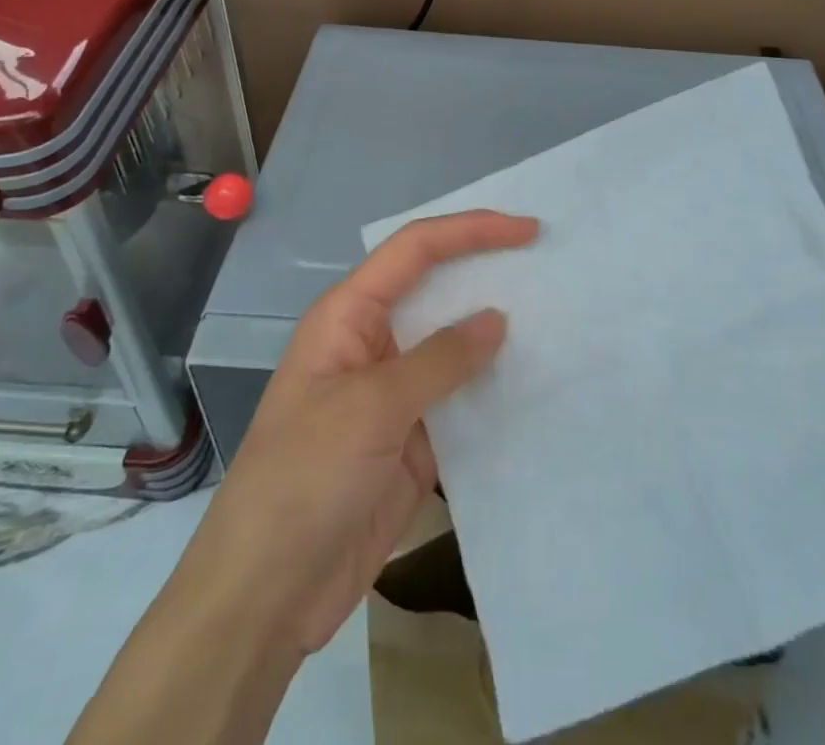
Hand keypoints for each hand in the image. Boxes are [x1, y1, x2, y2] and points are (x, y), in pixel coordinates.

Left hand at [182, 209, 538, 657]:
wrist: (267, 594)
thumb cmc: (305, 479)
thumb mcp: (372, 408)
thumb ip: (439, 360)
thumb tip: (497, 319)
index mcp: (349, 315)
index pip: (415, 250)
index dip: (470, 230)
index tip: (527, 230)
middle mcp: (374, 341)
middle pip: (437, 288)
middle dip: (487, 271)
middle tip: (549, 265)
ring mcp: (395, 392)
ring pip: (454, 344)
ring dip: (496, 332)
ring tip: (557, 317)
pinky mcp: (414, 438)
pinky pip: (462, 398)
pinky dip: (494, 388)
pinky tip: (535, 384)